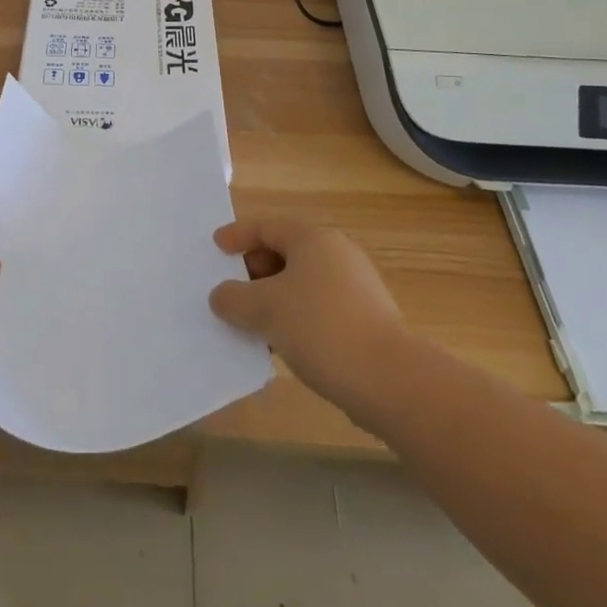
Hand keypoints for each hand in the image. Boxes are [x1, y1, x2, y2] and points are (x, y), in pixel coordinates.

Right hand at [209, 218, 406, 410]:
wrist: (391, 380)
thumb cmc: (321, 328)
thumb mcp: (265, 310)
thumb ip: (234, 298)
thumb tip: (221, 295)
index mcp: (312, 238)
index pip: (266, 226)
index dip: (237, 235)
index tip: (215, 248)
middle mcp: (336, 253)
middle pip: (284, 252)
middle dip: (254, 271)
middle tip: (230, 291)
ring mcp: (356, 286)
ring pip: (302, 283)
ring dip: (274, 298)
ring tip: (251, 323)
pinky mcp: (366, 319)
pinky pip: (319, 307)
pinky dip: (295, 317)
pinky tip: (282, 345)